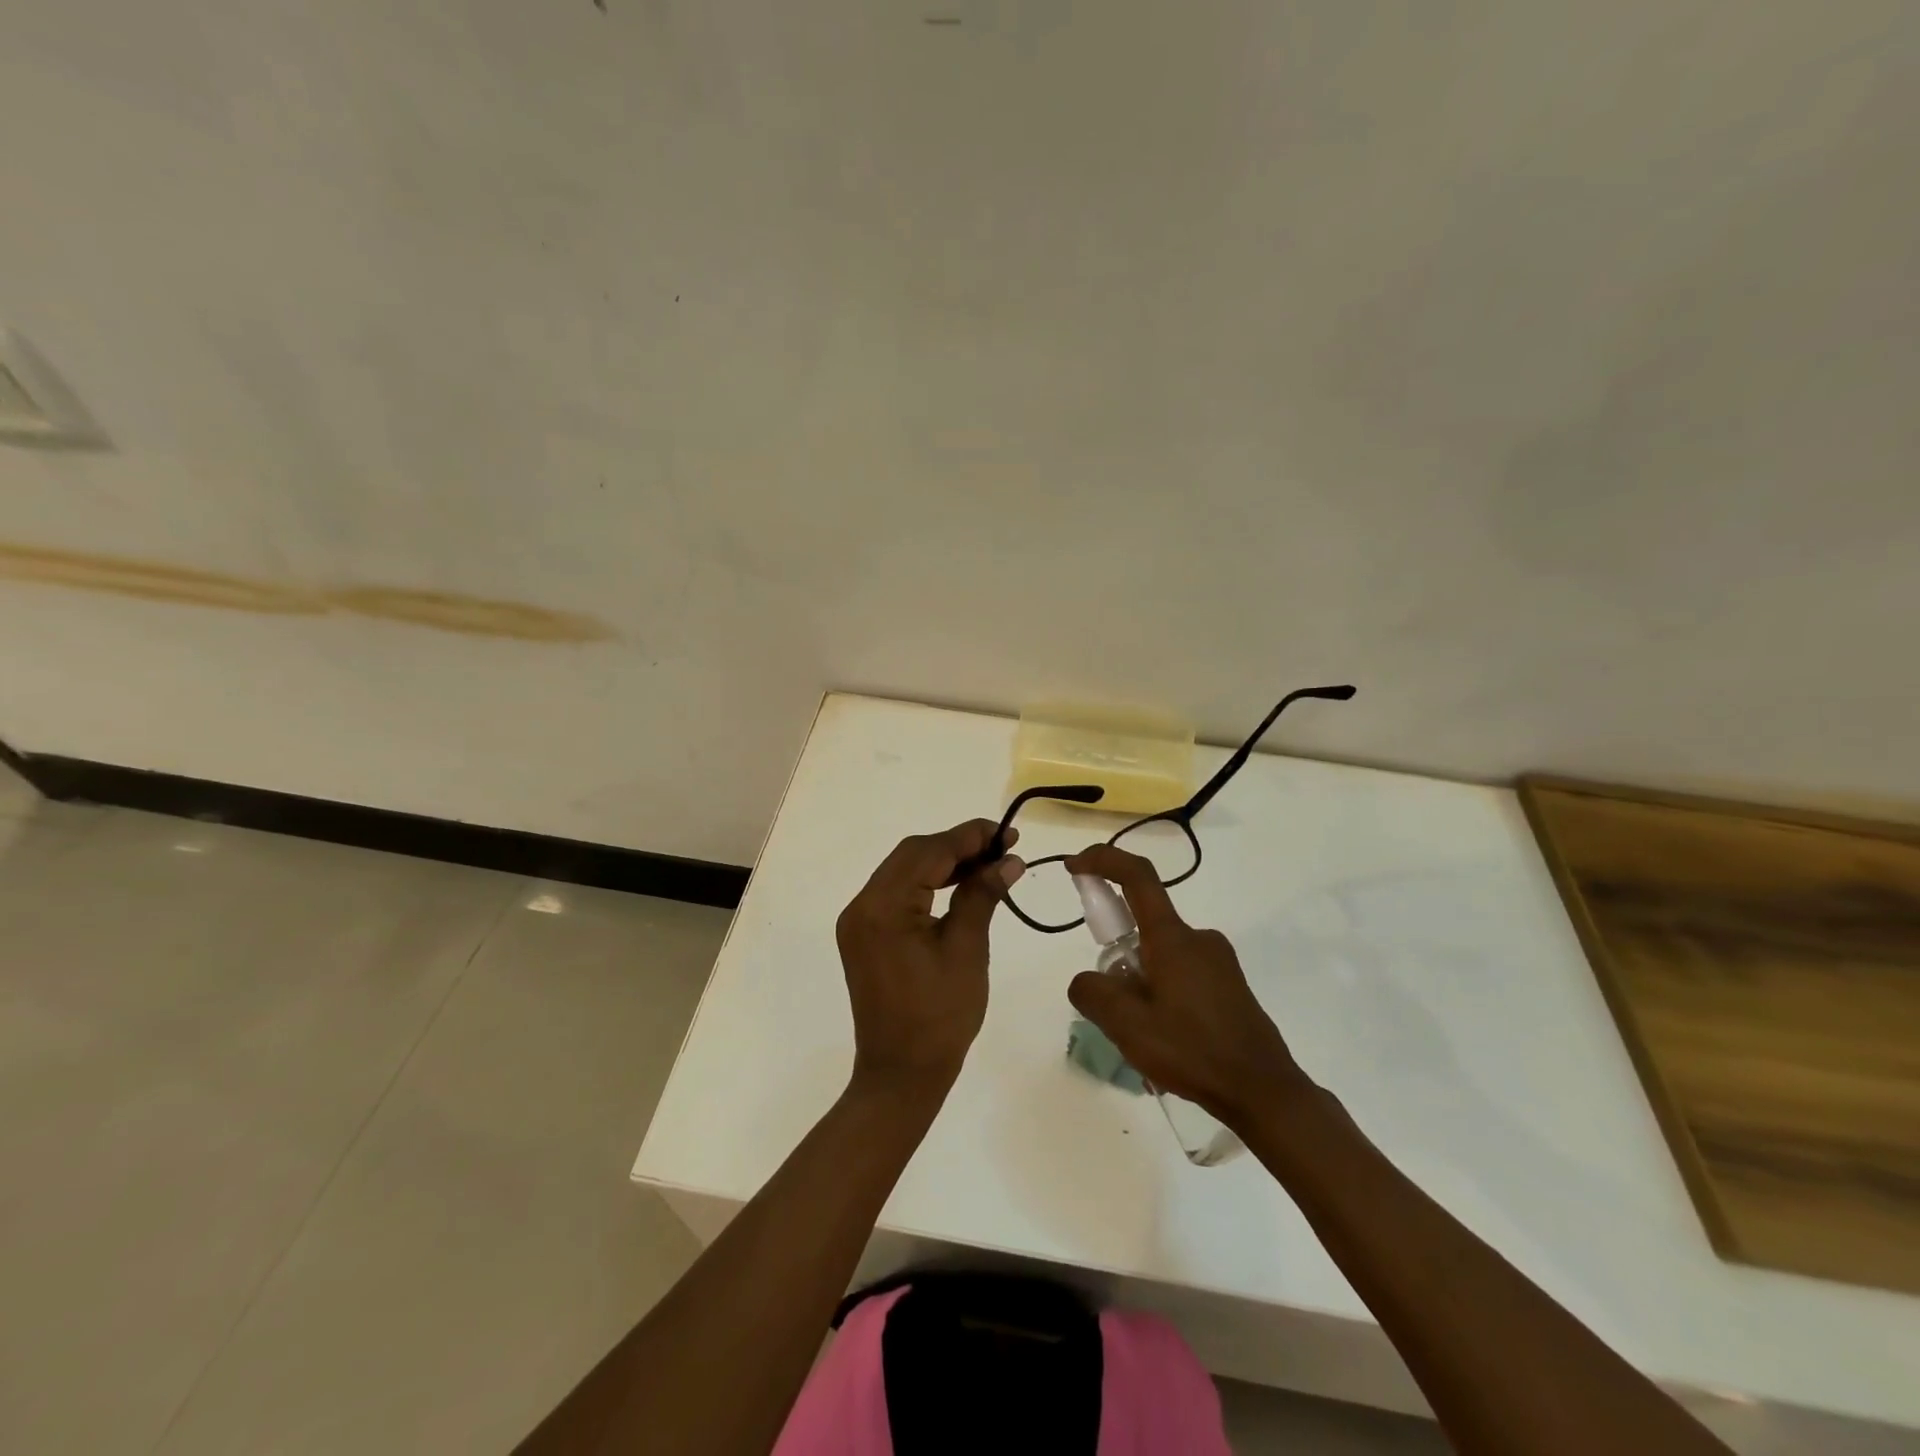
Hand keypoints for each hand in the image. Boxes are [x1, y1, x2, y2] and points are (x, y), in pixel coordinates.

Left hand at [836, 820, 1024, 1101]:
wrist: (901, 1075)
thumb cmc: (940, 1017)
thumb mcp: (967, 950)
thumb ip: (982, 895)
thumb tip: (1008, 859)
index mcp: (883, 907)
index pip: (928, 852)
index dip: (970, 837)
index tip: (1008, 833)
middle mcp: (862, 905)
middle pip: (912, 855)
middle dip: (958, 846)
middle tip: (1002, 848)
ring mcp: (859, 920)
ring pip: (904, 870)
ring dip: (944, 863)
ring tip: (988, 864)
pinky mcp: (864, 934)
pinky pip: (897, 893)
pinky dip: (928, 883)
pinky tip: (959, 885)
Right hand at [1063, 843, 1309, 1125]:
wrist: (1265, 1092)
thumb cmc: (1194, 1051)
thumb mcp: (1128, 1026)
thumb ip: (1093, 992)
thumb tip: (1088, 979)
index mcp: (1173, 938)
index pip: (1137, 877)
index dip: (1103, 860)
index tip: (1074, 866)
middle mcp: (1198, 938)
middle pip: (1143, 926)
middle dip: (1118, 957)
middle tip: (1113, 1009)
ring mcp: (1218, 961)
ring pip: (1161, 956)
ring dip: (1140, 983)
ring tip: (1141, 1038)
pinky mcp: (1229, 984)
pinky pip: (1181, 974)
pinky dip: (1161, 993)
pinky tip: (1167, 1040)